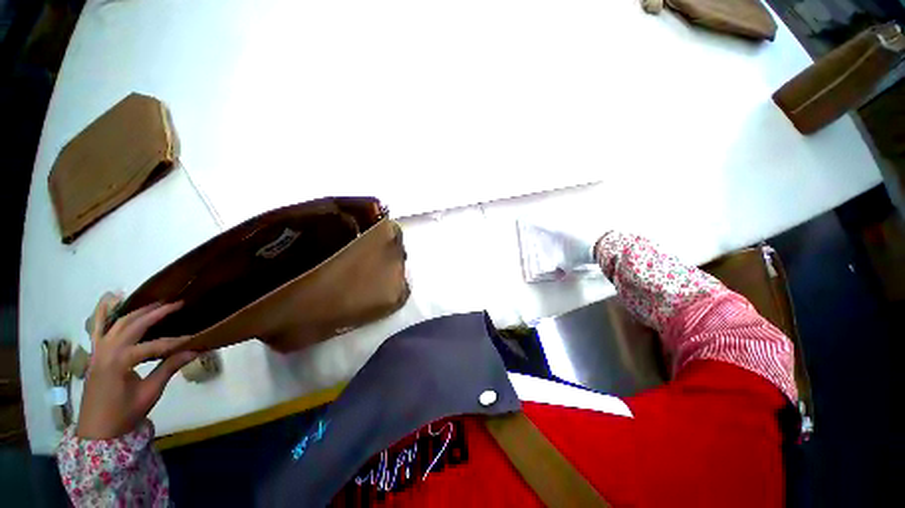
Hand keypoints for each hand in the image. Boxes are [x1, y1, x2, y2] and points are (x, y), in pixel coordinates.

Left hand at [76, 294, 197, 439]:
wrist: (97, 431)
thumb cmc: (124, 414)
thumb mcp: (150, 393)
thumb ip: (169, 368)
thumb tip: (195, 350)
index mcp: (120, 361)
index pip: (154, 346)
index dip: (176, 342)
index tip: (196, 339)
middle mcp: (108, 350)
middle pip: (134, 325)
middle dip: (157, 313)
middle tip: (178, 304)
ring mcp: (98, 350)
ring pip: (118, 322)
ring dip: (137, 310)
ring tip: (156, 302)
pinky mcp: (95, 352)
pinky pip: (98, 328)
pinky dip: (104, 312)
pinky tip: (111, 298)